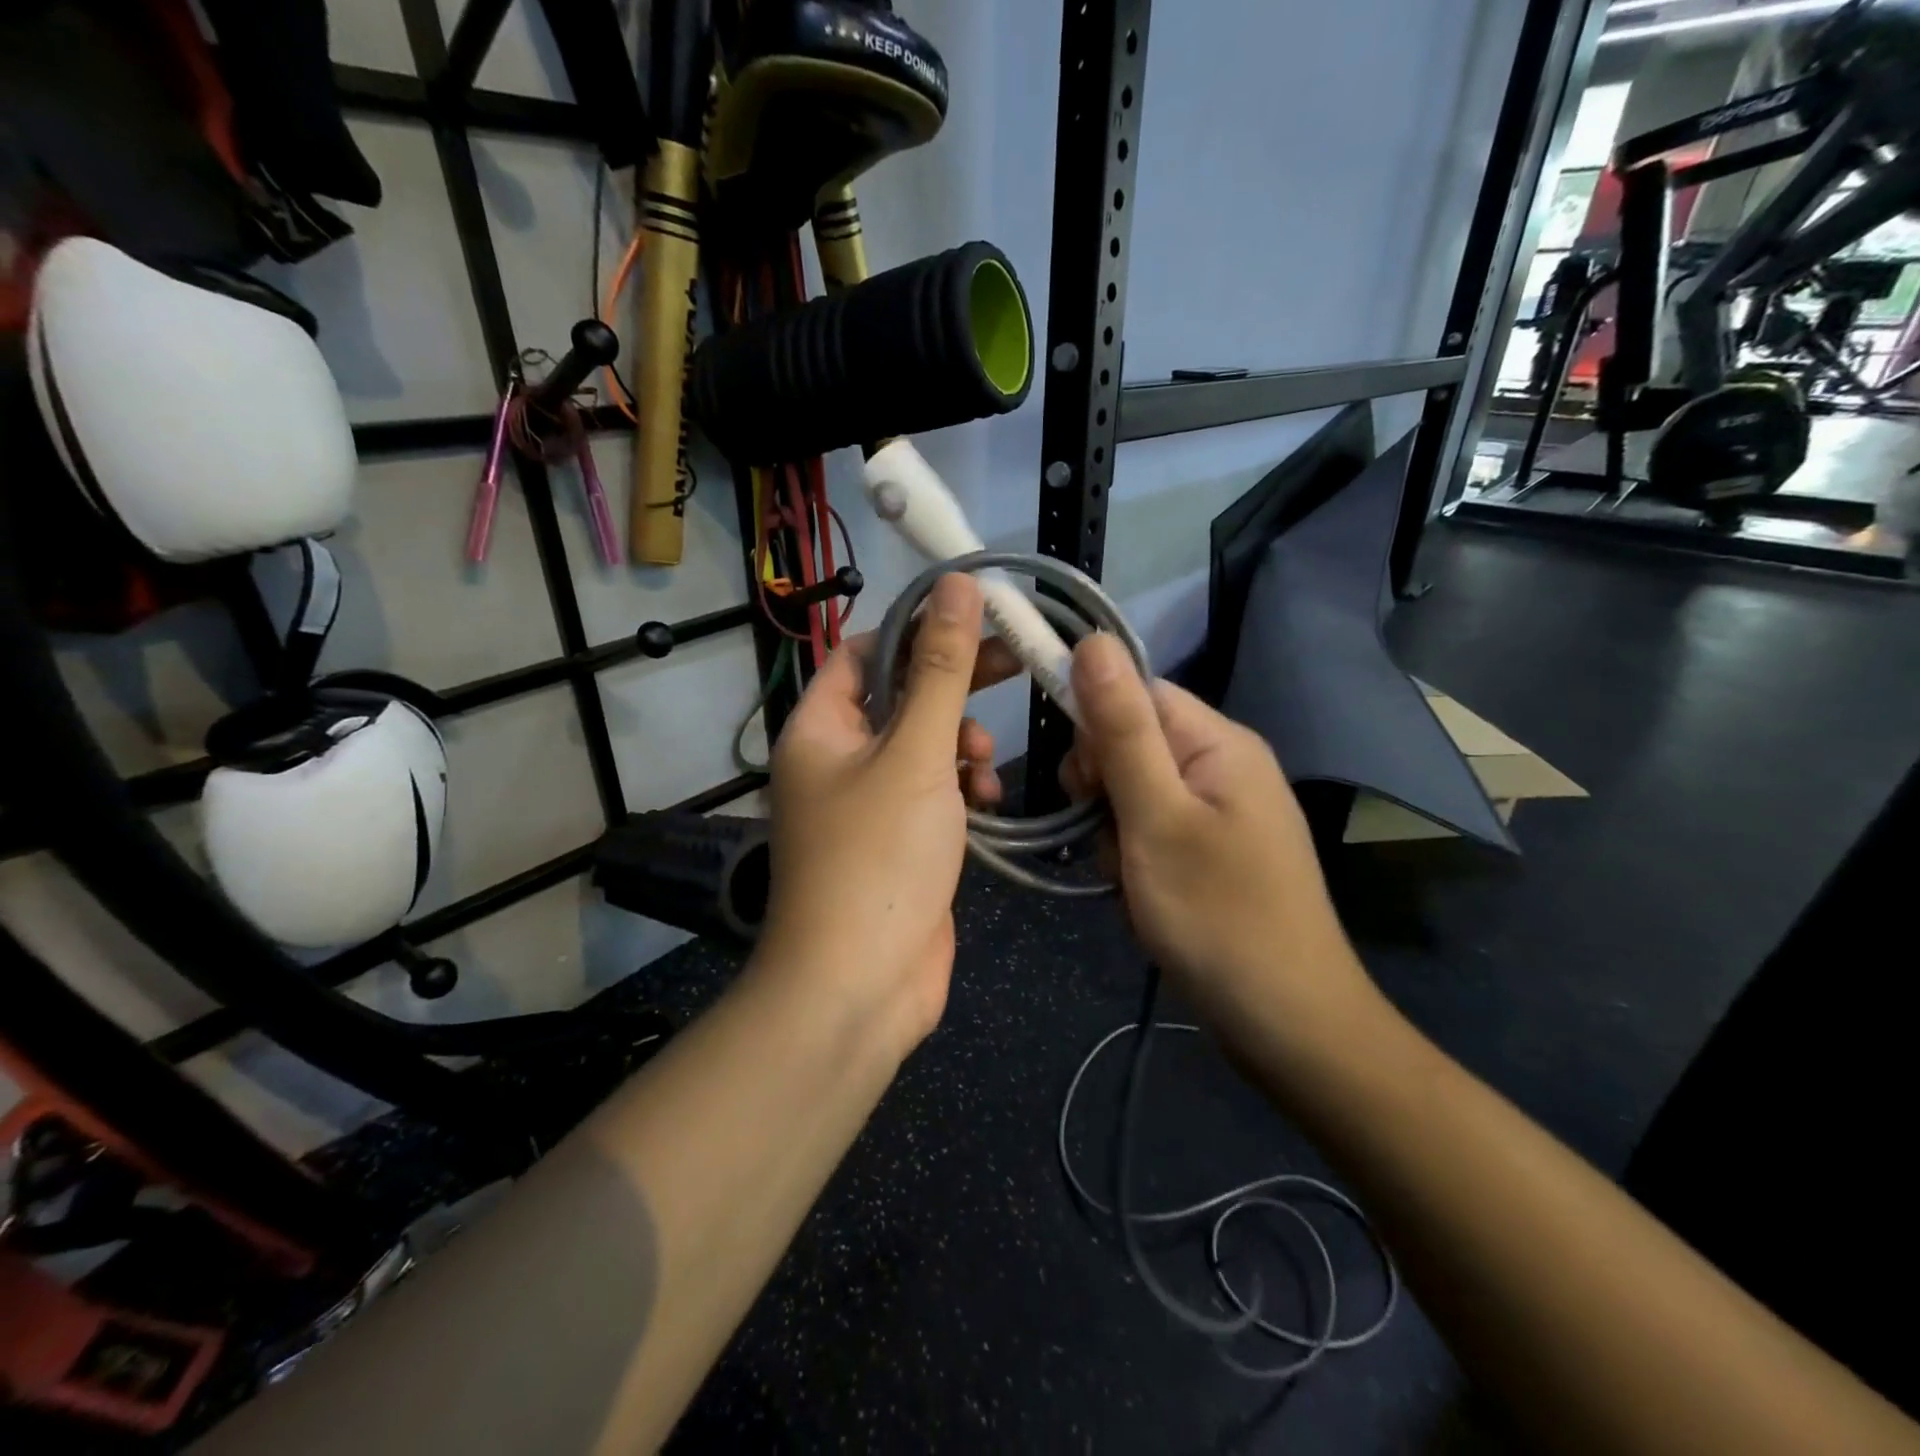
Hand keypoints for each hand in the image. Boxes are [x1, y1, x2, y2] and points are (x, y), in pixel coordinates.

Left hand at [758, 575, 1011, 1055]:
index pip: (864, 651)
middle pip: (900, 697)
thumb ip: (941, 669)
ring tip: (984, 763)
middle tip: (1012, 665)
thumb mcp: (917, 754)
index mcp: (820, 727)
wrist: (861, 986)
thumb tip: (957, 586)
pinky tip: (988, 801)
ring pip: (923, 746)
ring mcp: (869, 804)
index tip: (977, 619)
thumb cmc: (879, 858)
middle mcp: (837, 759)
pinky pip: (934, 792)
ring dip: (960, 743)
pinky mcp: (900, 841)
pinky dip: (962, 788)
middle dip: (952, 685)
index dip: (916, 629)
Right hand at [1063, 635, 1376, 1051]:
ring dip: (1114, 828)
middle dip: (1103, 787)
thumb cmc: (1218, 915)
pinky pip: (1154, 827)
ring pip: (1136, 790)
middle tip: (1109, 837)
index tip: (1080, 784)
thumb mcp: (1156, 817)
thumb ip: (1122, 729)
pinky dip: (1134, 855)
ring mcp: (1222, 810)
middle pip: (1133, 741)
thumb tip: (1092, 640)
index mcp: (1219, 742)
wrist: (1287, 1022)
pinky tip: (1141, 892)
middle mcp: (1224, 764)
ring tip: (1128, 876)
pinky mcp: (1214, 849)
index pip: (1137, 692)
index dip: (1096, 727)